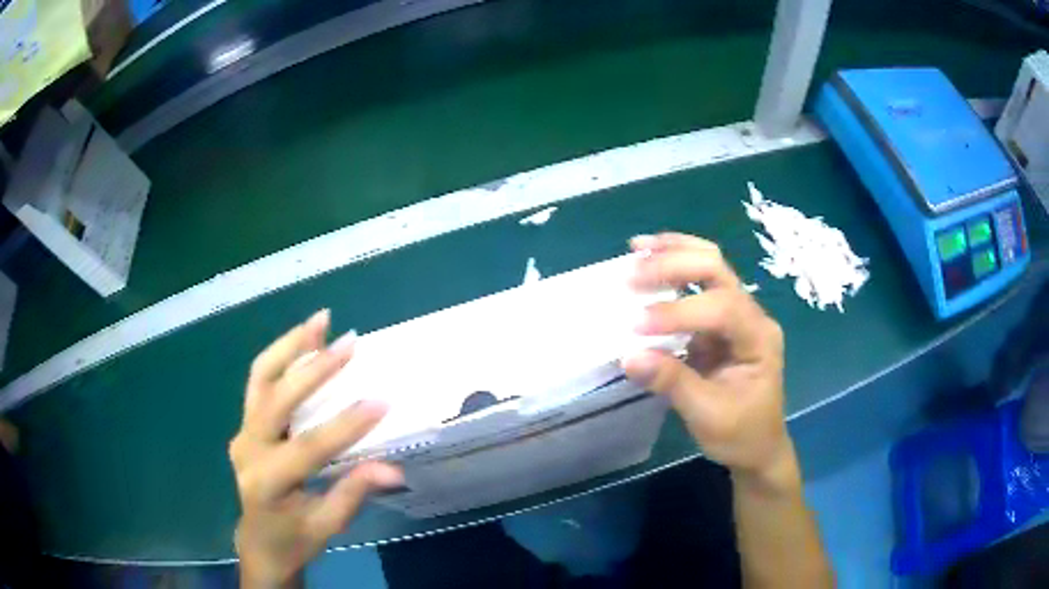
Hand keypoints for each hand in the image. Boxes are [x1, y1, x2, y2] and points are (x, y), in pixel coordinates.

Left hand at [229, 310, 402, 586]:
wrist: (260, 541)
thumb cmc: (294, 539)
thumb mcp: (326, 526)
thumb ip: (353, 494)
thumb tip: (393, 470)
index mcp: (268, 481)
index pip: (309, 446)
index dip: (346, 424)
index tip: (381, 401)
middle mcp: (248, 449)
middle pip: (277, 399)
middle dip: (315, 369)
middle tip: (350, 343)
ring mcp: (242, 431)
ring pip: (261, 377)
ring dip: (291, 346)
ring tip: (320, 321)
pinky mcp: (245, 423)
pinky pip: (259, 383)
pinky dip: (281, 357)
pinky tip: (303, 341)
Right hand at [622, 233, 794, 488]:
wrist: (759, 446)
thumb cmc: (741, 435)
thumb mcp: (708, 416)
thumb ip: (672, 383)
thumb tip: (628, 356)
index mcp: (759, 339)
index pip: (723, 308)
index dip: (679, 311)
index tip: (637, 325)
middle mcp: (752, 316)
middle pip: (718, 270)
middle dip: (674, 265)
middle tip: (631, 274)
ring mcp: (737, 314)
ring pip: (711, 265)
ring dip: (674, 252)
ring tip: (637, 248)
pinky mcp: (719, 319)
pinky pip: (698, 282)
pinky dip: (673, 265)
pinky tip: (649, 258)